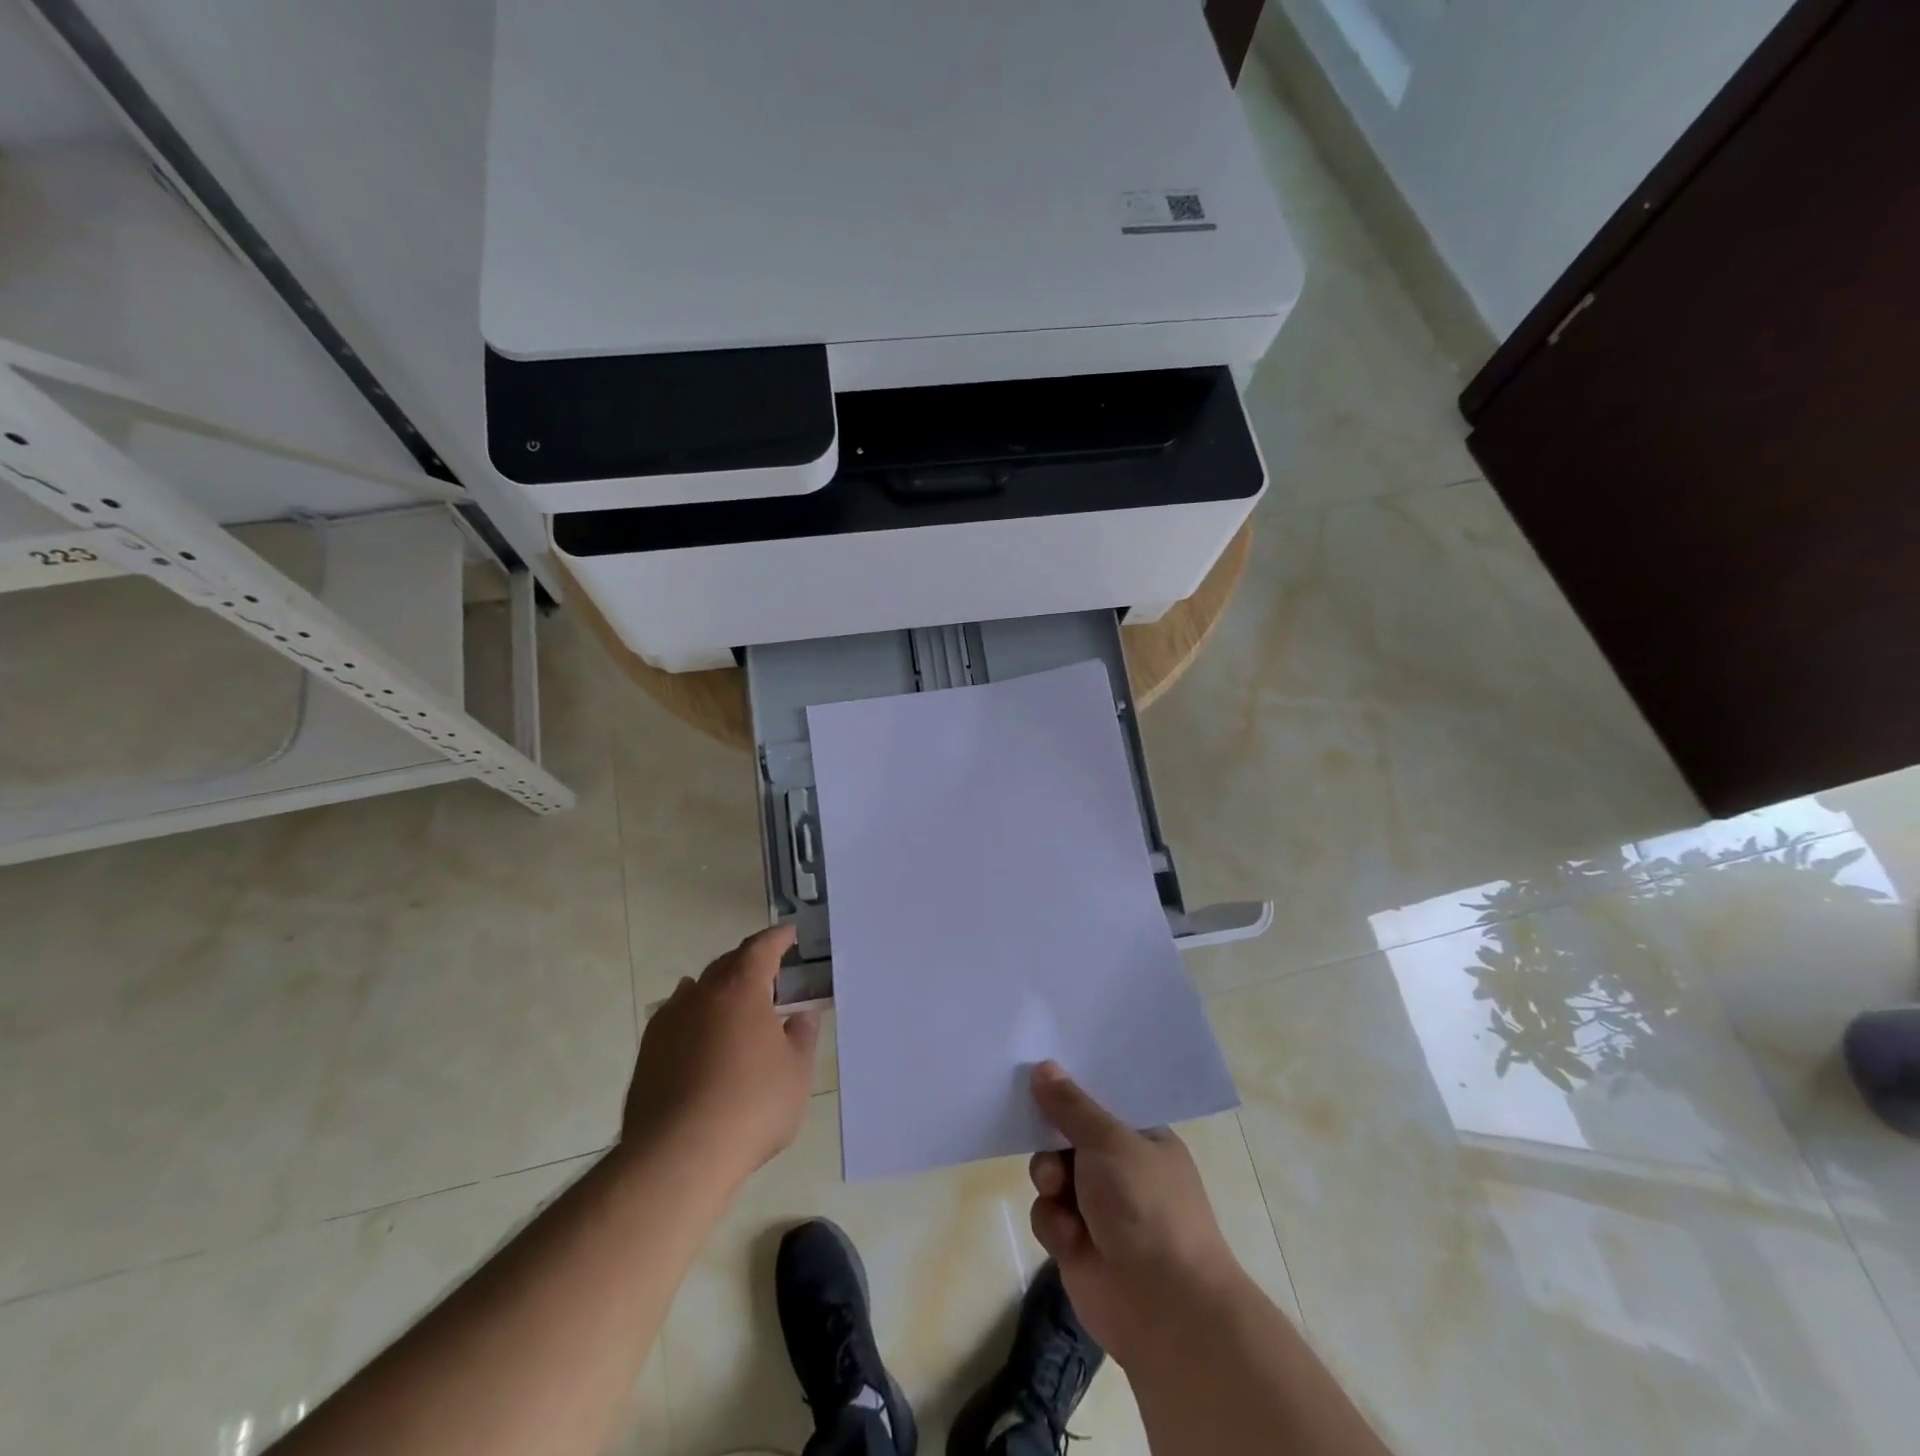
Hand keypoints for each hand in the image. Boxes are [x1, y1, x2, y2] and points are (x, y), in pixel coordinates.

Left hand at [623, 925, 819, 1188]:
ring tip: (734, 1000)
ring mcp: (668, 1023)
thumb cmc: (751, 1107)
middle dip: (749, 962)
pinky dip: (694, 1016)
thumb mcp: (796, 1073)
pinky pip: (675, 1018)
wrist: (677, 1157)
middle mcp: (701, 995)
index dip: (777, 939)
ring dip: (718, 989)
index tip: (790, 934)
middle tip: (769, 971)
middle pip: (727, 964)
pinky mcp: (648, 1054)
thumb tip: (800, 1017)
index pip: (761, 948)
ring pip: (696, 990)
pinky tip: (700, 1034)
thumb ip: (801, 1038)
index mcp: (741, 990)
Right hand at [1028, 1062, 1242, 1368]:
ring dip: (1048, 1177)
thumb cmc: (1146, 1206)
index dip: (1071, 1088)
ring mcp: (1098, 1208)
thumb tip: (1043, 1066)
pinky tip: (1069, 1237)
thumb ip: (1071, 1106)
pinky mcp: (1077, 1244)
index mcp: (1142, 1138)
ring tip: (1056, 1187)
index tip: (1039, 1071)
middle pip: (1068, 1136)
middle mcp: (1120, 1169)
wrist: (1164, 1307)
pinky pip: (1047, 1215)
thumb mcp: (1109, 1141)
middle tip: (1036, 1128)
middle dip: (1051, 1136)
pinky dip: (1053, 1223)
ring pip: (1051, 1173)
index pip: (1101, 1101)